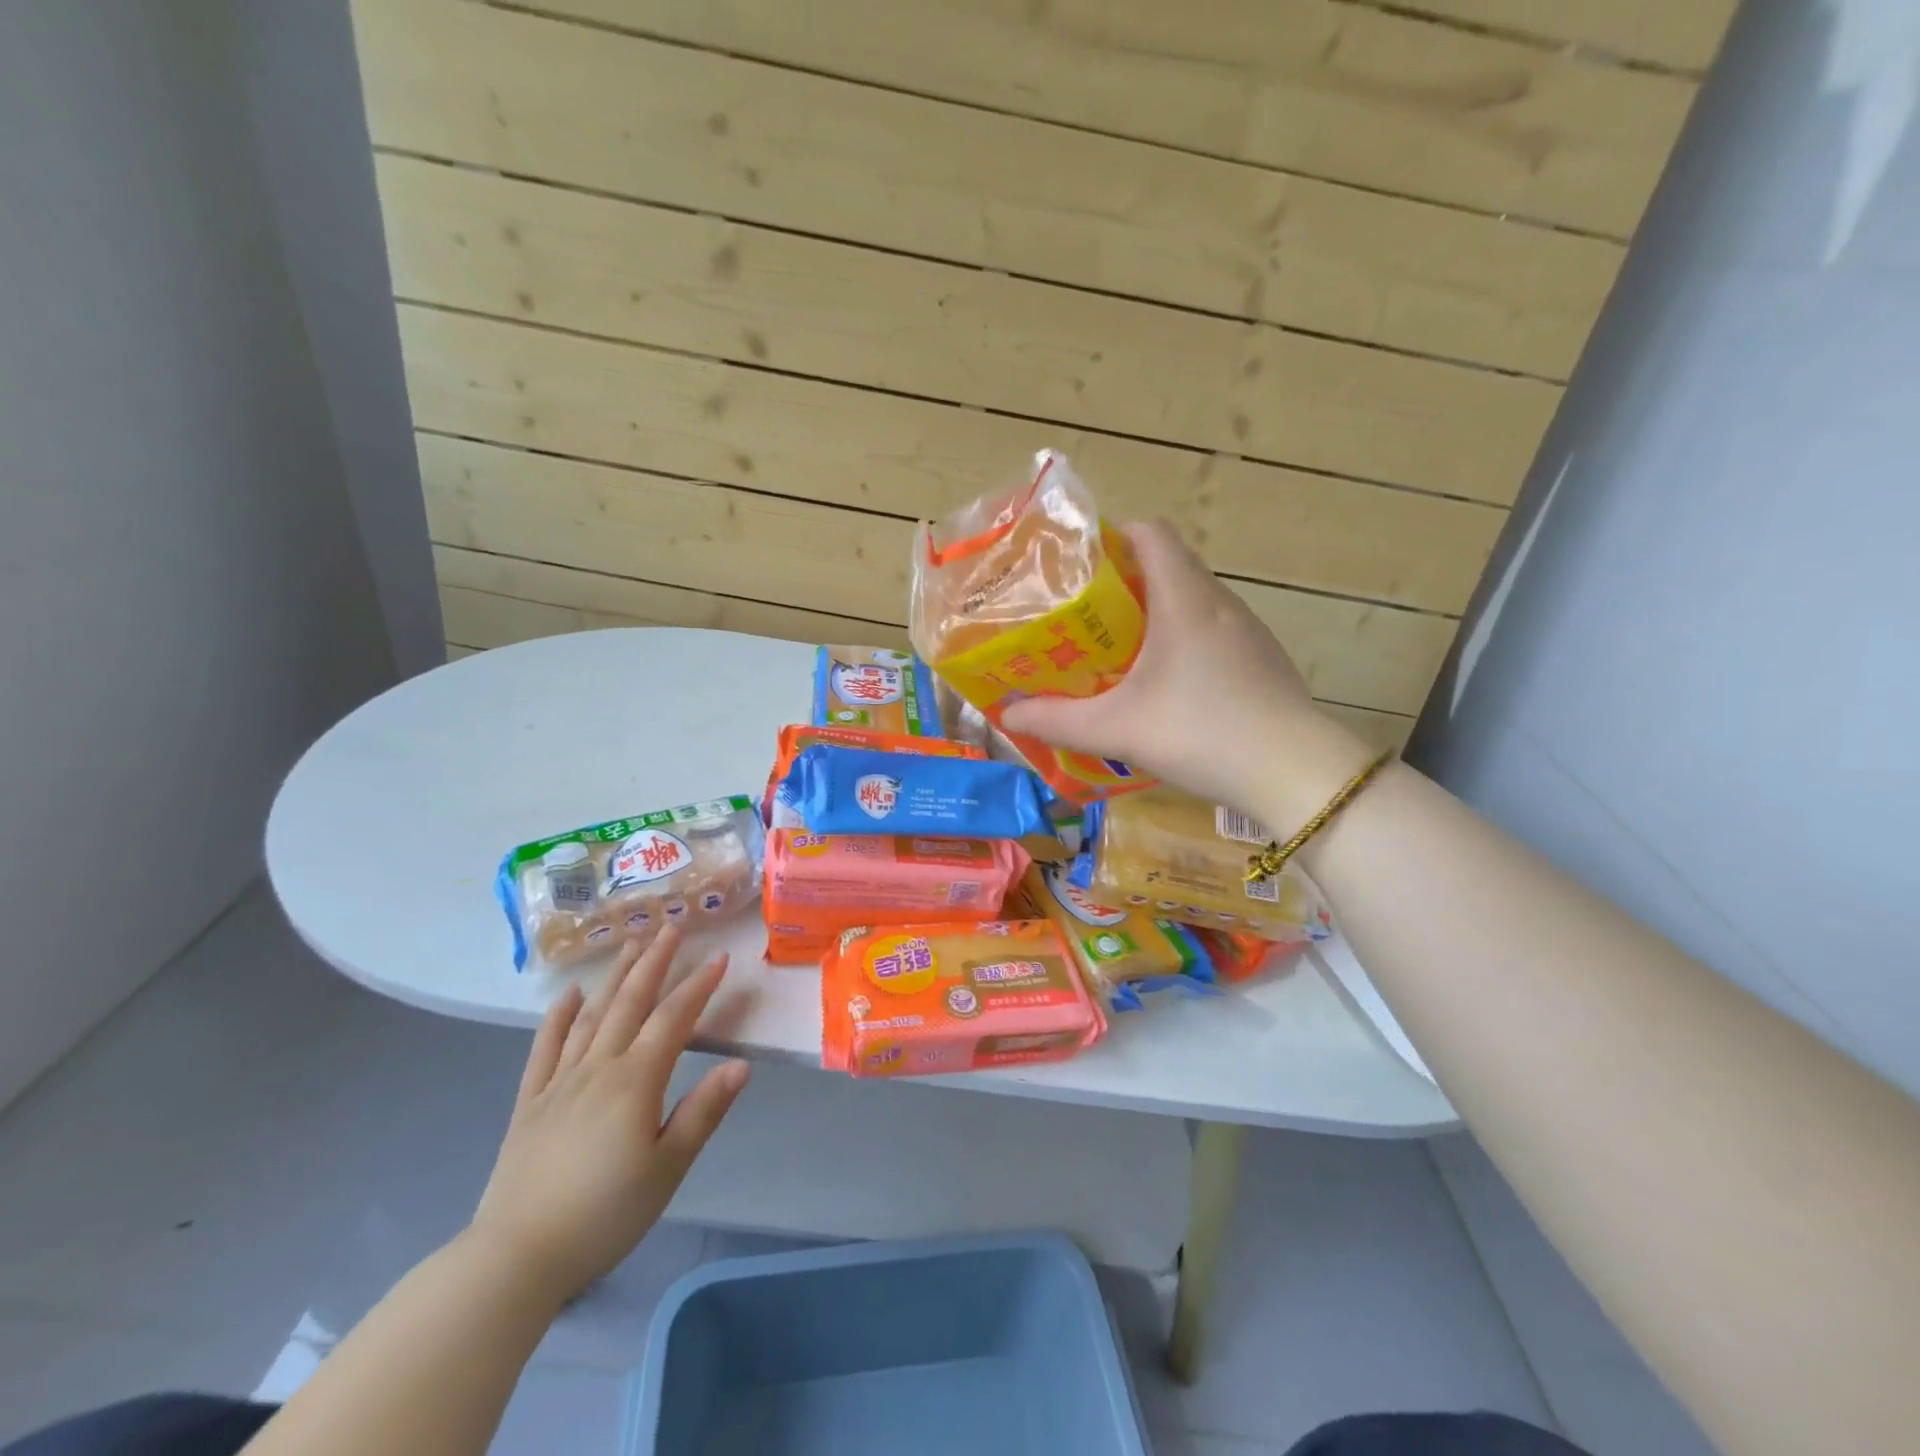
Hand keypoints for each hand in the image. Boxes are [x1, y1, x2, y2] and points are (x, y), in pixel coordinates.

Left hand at [469, 926, 748, 1300]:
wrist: (516, 1257)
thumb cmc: (604, 1214)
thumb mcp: (668, 1168)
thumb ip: (704, 1111)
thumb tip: (741, 1065)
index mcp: (635, 1081)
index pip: (674, 1019)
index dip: (698, 985)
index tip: (719, 957)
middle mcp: (598, 1068)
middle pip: (630, 1003)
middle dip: (654, 961)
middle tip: (670, 927)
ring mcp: (559, 1082)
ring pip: (591, 1016)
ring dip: (614, 977)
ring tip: (630, 944)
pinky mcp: (530, 1103)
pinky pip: (545, 1049)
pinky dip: (557, 1018)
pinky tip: (569, 995)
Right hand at [1001, 520, 1371, 825]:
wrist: (1294, 773)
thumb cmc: (1202, 733)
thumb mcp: (1117, 729)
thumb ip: (1057, 721)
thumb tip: (1007, 715)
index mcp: (1184, 598)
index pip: (1150, 532)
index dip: (1111, 537)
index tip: (1076, 567)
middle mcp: (1219, 602)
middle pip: (1167, 565)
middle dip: (1121, 582)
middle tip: (1081, 616)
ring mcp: (1246, 631)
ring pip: (1190, 600)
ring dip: (1152, 614)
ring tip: (1114, 650)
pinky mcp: (1260, 660)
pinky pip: (1210, 631)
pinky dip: (1180, 641)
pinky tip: (1163, 686)